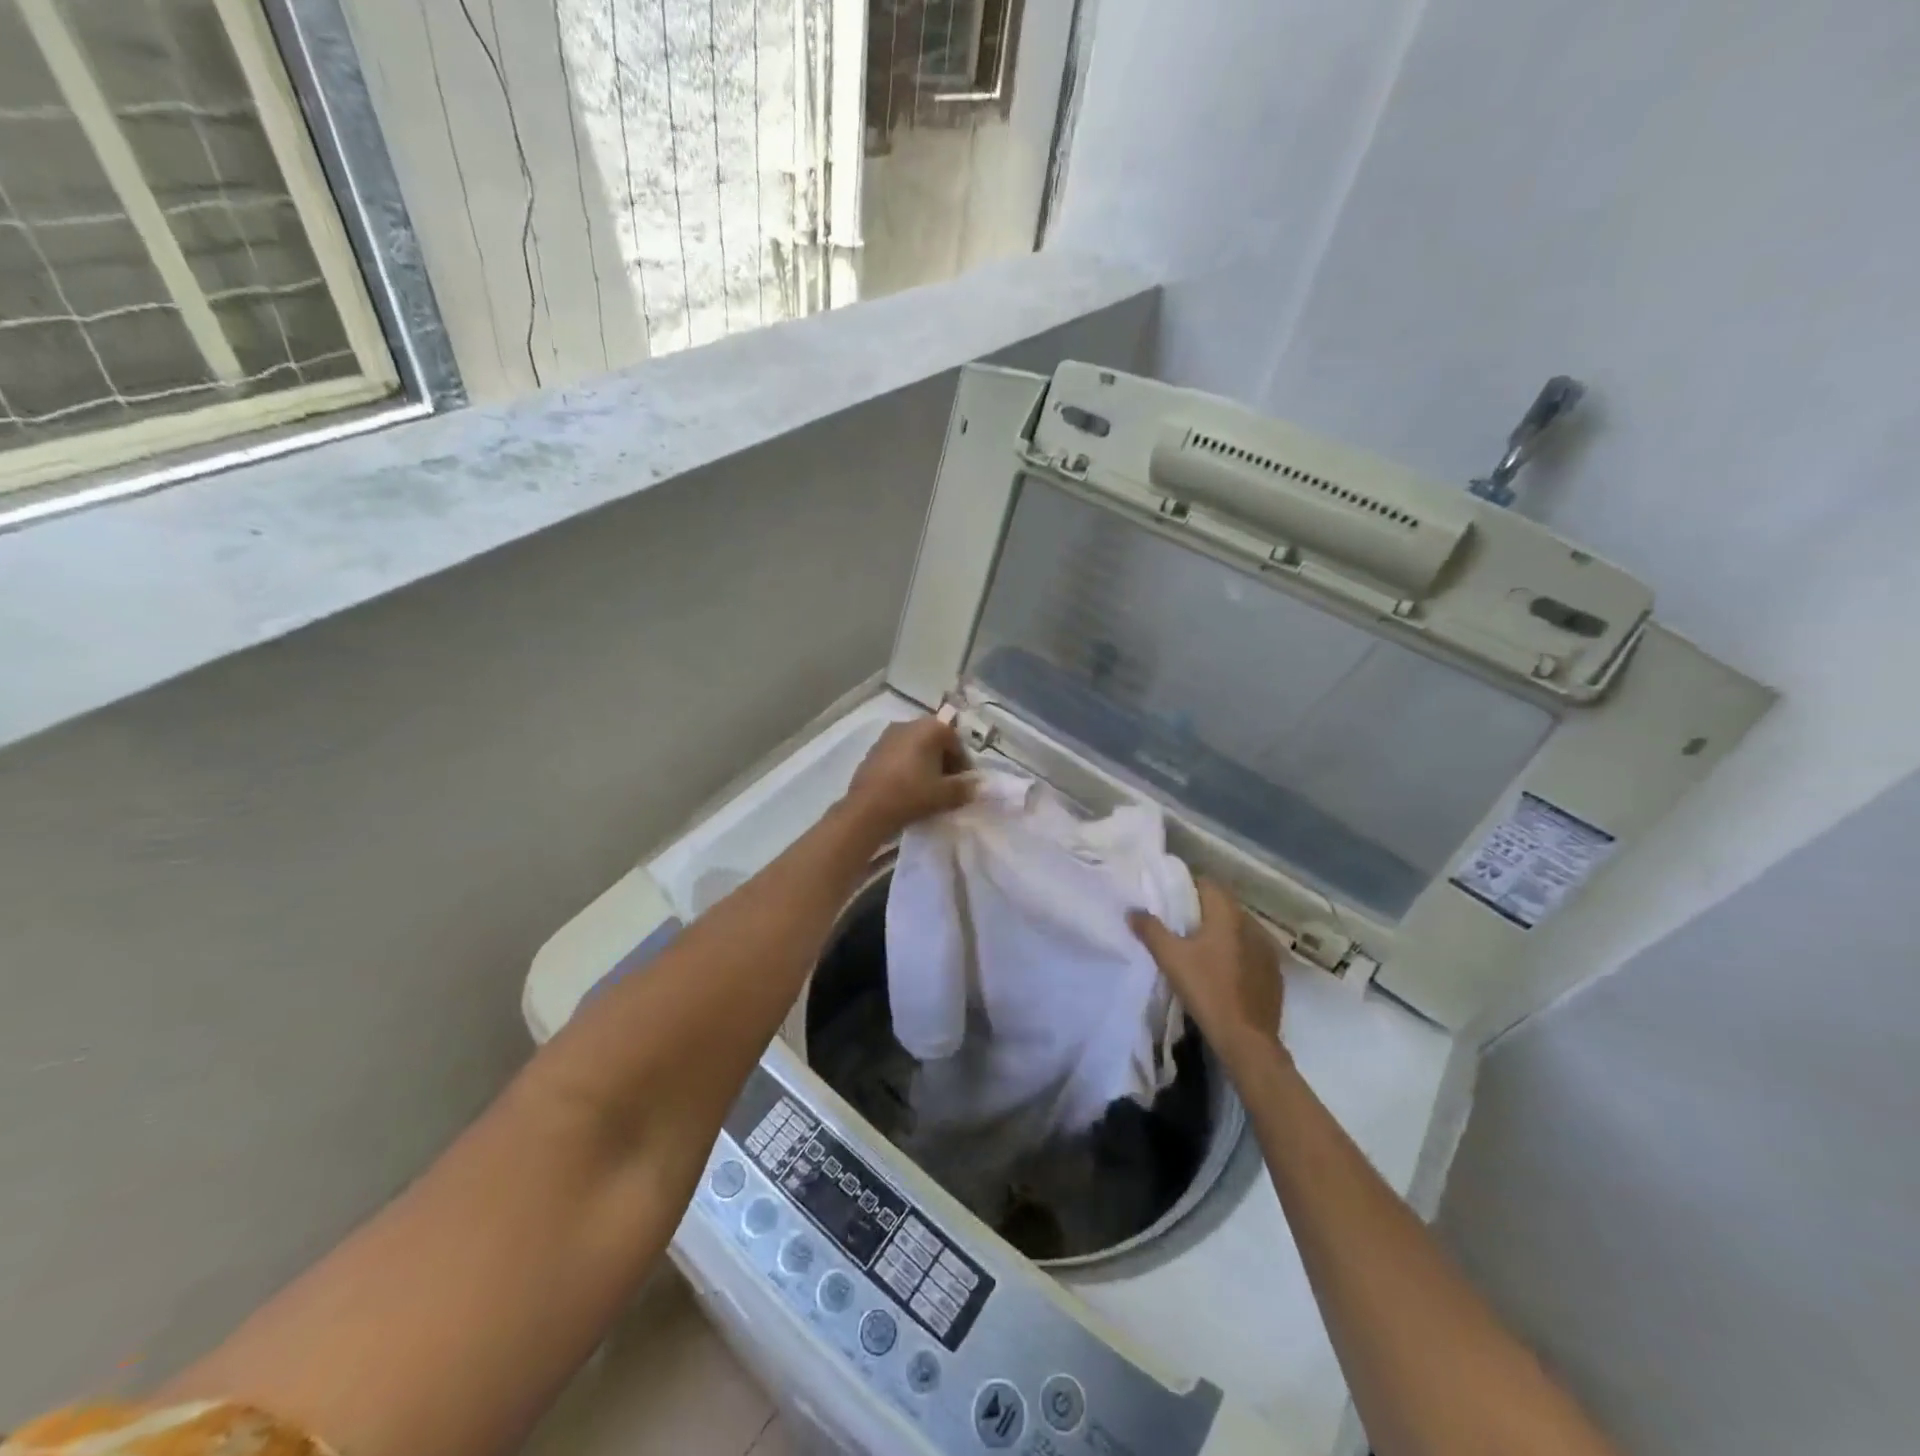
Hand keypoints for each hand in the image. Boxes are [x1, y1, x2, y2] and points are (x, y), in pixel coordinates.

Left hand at [841, 718, 972, 841]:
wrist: (867, 809)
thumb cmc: (912, 794)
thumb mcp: (945, 795)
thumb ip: (964, 788)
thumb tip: (975, 786)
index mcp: (930, 728)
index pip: (955, 742)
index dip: (963, 763)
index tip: (964, 783)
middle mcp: (909, 724)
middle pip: (935, 740)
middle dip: (944, 761)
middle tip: (948, 784)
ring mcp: (888, 735)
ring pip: (915, 747)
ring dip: (925, 763)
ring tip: (928, 787)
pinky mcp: (873, 750)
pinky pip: (899, 754)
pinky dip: (907, 766)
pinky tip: (907, 786)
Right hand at [1130, 880, 1285, 1066]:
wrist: (1247, 1039)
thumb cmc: (1206, 990)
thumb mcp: (1171, 959)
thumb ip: (1150, 930)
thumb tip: (1132, 911)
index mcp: (1228, 915)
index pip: (1208, 884)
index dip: (1188, 887)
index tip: (1171, 900)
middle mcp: (1252, 925)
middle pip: (1224, 906)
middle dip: (1203, 911)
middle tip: (1179, 925)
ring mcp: (1267, 950)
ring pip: (1239, 929)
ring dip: (1222, 933)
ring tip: (1201, 949)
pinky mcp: (1274, 973)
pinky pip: (1252, 951)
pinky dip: (1237, 953)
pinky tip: (1224, 972)